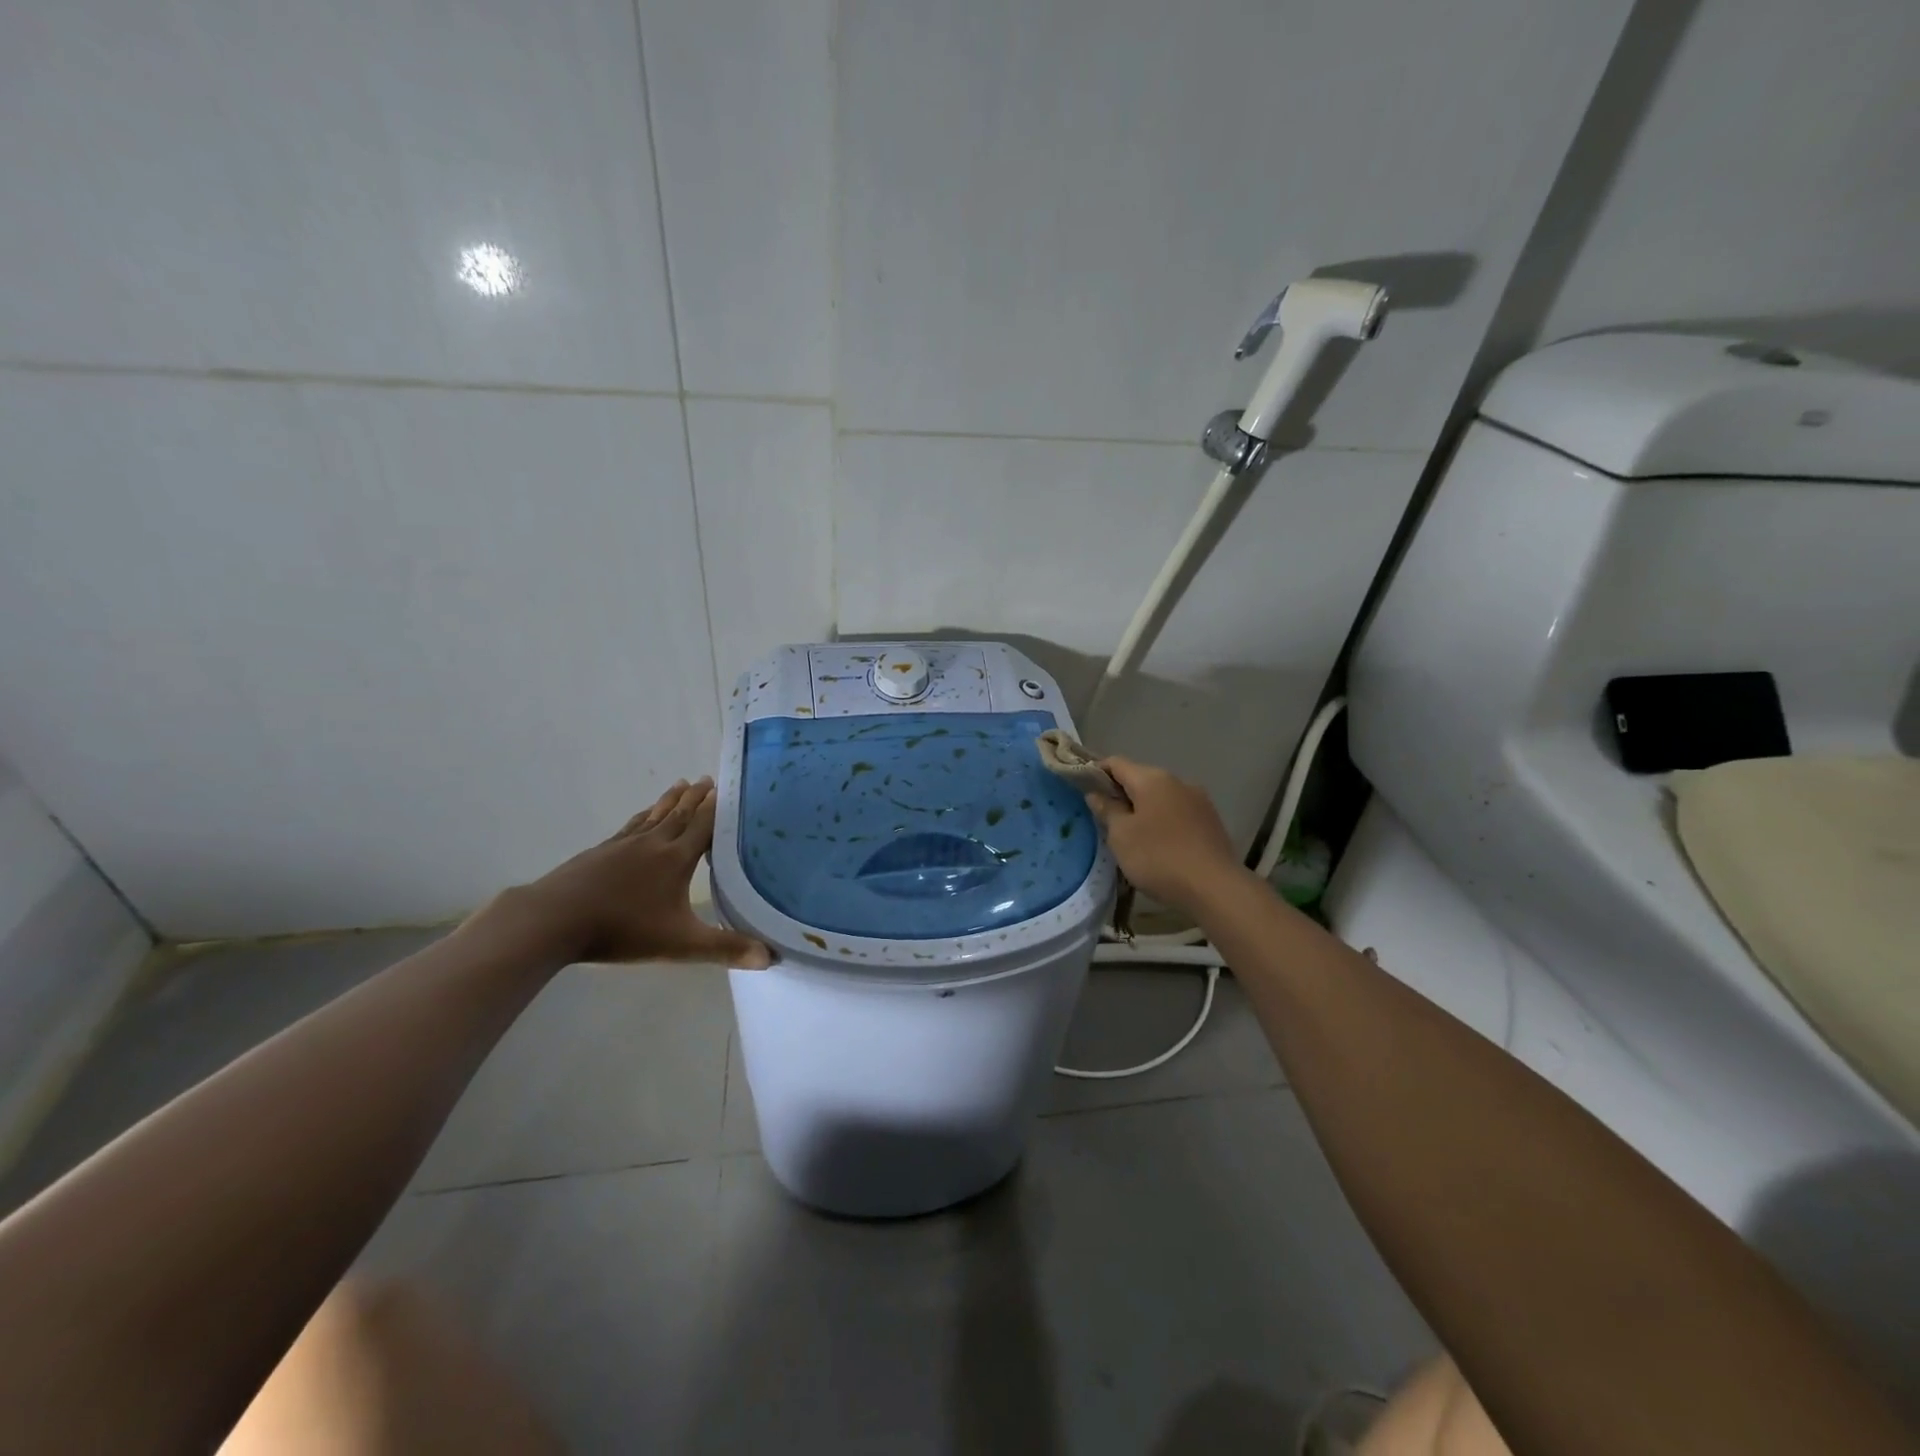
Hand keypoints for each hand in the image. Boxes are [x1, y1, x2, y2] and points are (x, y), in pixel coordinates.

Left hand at [492, 778, 772, 967]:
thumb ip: (725, 949)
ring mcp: (623, 845)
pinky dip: (643, 816)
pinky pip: (630, 826)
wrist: (555, 919)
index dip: (716, 809)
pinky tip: (642, 817)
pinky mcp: (599, 852)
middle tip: (708, 779)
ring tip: (681, 784)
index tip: (727, 789)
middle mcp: (653, 843)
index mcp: (676, 859)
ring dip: (670, 800)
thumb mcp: (681, 944)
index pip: (703, 826)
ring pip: (654, 816)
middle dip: (696, 798)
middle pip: (680, 814)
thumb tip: (770, 957)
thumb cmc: (624, 929)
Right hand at [1085, 757, 1245, 915]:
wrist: (1215, 887)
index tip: (1083, 789)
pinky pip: (1177, 812)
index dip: (1096, 772)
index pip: (1116, 763)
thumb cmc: (1159, 857)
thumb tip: (1096, 794)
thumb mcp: (1121, 836)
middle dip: (1121, 794)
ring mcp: (1198, 800)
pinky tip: (1158, 844)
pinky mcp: (1210, 820)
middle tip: (1105, 819)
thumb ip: (1107, 810)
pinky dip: (1162, 820)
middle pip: (1140, 778)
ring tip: (1131, 835)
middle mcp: (1177, 781)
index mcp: (1152, 779)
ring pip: (1160, 796)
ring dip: (1143, 809)